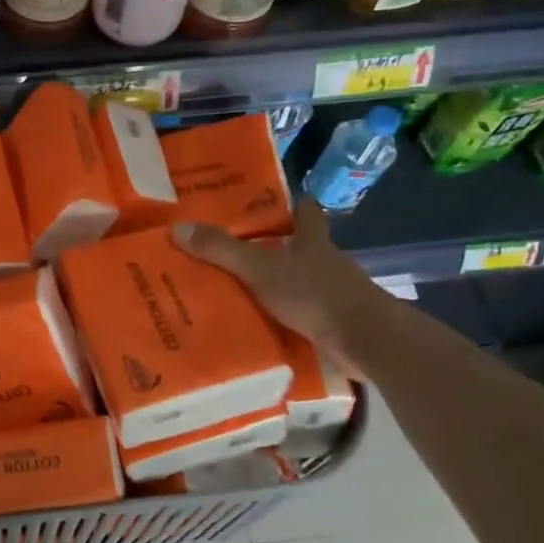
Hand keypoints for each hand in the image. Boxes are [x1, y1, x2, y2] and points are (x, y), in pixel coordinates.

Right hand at [172, 199, 387, 376]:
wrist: (365, 340)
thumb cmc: (315, 293)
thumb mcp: (260, 268)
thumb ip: (221, 250)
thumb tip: (178, 228)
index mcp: (313, 241)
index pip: (307, 212)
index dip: (295, 204)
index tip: (277, 202)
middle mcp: (326, 263)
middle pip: (302, 248)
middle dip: (276, 248)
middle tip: (236, 249)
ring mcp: (333, 295)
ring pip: (301, 283)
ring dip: (277, 286)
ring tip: (238, 291)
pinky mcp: (334, 324)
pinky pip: (303, 316)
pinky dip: (284, 318)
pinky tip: (259, 325)